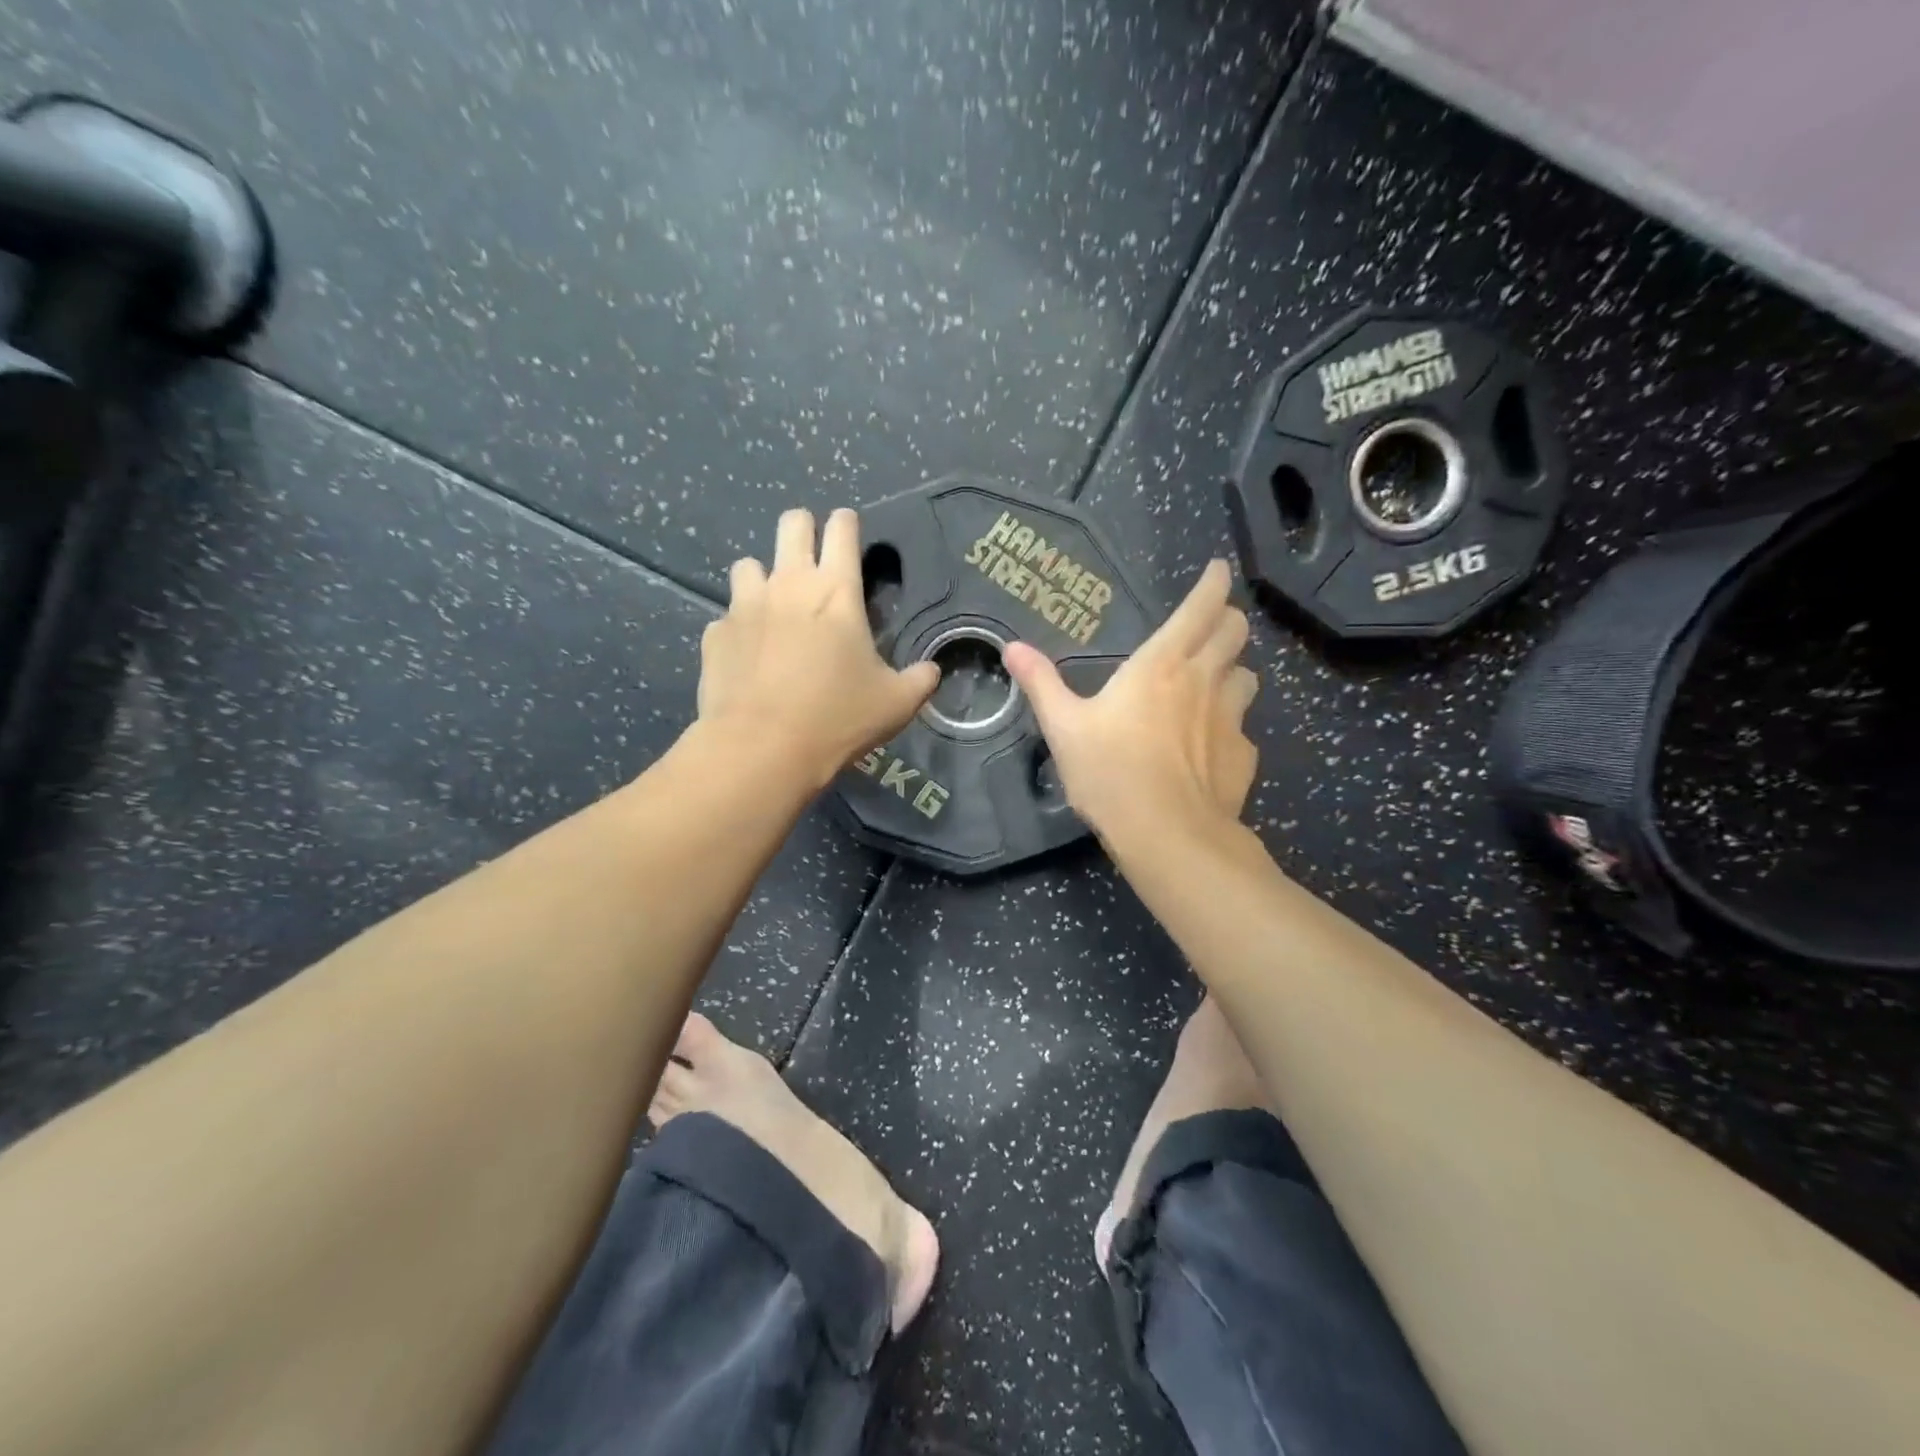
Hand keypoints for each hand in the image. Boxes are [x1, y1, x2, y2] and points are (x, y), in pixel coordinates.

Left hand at [698, 508, 938, 787]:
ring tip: (773, 606)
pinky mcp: (716, 633)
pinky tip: (748, 653)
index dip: (847, 523)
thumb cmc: (837, 719)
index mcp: (837, 592)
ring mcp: (745, 605)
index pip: (842, 529)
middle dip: (803, 529)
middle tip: (812, 559)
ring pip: (749, 564)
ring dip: (763, 577)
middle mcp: (789, 584)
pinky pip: (727, 615)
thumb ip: (919, 680)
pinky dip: (739, 626)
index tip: (849, 532)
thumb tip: (931, 671)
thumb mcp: (896, 704)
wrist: (761, 748)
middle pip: (791, 524)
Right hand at [1003, 558, 1258, 843]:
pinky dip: (1230, 724)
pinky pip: (1243, 727)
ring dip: (1232, 670)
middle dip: (1227, 620)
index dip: (1213, 584)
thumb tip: (1012, 647)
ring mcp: (1231, 719)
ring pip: (1247, 677)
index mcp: (1161, 665)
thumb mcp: (1064, 728)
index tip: (1219, 570)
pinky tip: (1210, 745)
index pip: (1201, 607)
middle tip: (1212, 623)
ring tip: (1213, 682)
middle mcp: (1203, 681)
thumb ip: (1041, 684)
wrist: (1168, 835)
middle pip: (1235, 632)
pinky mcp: (1244, 755)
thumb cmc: (1110, 773)